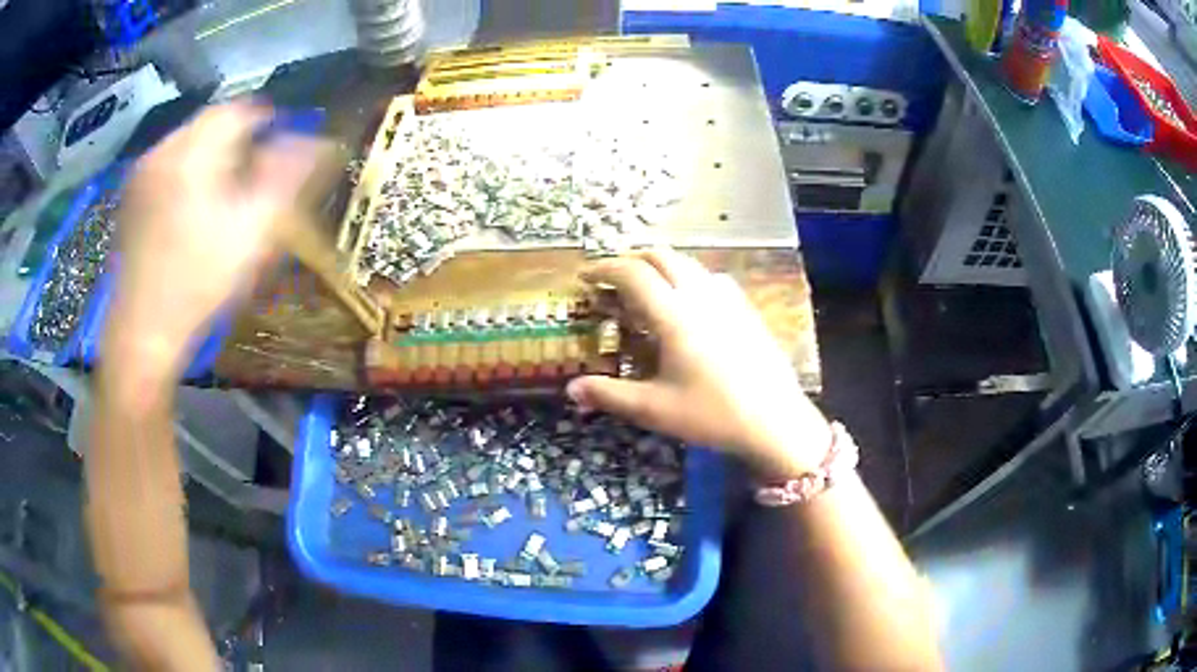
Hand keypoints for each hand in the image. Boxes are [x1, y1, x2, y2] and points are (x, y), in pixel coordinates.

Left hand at [104, 102, 327, 382]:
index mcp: (194, 152)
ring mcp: (142, 173)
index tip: (282, 141)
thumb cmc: (200, 282)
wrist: (143, 332)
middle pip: (210, 123)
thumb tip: (320, 142)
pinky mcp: (130, 196)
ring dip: (211, 153)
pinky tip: (190, 204)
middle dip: (236, 138)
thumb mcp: (253, 232)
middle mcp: (164, 150)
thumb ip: (287, 179)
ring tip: (222, 188)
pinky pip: (167, 163)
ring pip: (187, 142)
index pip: (239, 111)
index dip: (266, 121)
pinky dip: (186, 170)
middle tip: (252, 170)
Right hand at [566, 249, 832, 476]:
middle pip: (661, 257)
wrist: (776, 422)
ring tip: (647, 290)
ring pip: (688, 263)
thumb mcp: (655, 409)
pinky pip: (711, 278)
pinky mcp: (746, 309)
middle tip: (613, 281)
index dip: (604, 268)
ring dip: (661, 266)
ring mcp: (728, 299)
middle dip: (632, 260)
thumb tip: (571, 388)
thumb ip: (609, 395)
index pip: (633, 273)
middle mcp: (700, 295)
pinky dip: (688, 278)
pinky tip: (689, 304)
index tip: (585, 276)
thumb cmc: (713, 415)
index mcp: (674, 315)